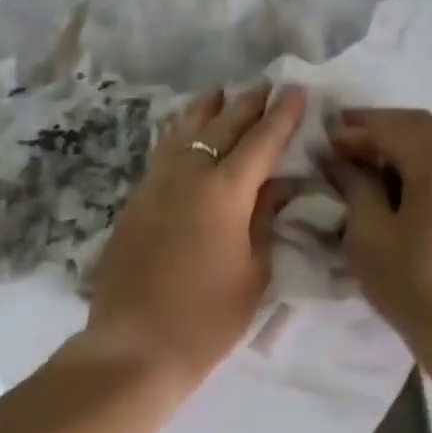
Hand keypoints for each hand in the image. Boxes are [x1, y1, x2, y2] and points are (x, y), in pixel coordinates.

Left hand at [78, 86, 306, 391]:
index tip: (297, 91)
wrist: (135, 345)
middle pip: (220, 128)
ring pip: (183, 133)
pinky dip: (178, 135)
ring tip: (219, 94)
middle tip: (264, 87)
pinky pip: (162, 153)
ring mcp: (155, 186)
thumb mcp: (253, 273)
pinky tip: (182, 133)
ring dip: (205, 111)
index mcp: (225, 192)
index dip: (283, 116)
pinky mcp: (134, 202)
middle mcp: (188, 176)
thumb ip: (265, 221)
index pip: (261, 142)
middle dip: (246, 105)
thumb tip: (277, 186)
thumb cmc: (207, 318)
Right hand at [324, 109, 431, 356]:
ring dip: (402, 151)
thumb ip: (353, 187)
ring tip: (365, 169)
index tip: (322, 139)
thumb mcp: (369, 236)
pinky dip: (425, 169)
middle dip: (378, 135)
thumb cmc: (418, 288)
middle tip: (339, 149)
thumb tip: (338, 160)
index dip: (353, 128)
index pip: (392, 124)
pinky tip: (401, 189)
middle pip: (420, 129)